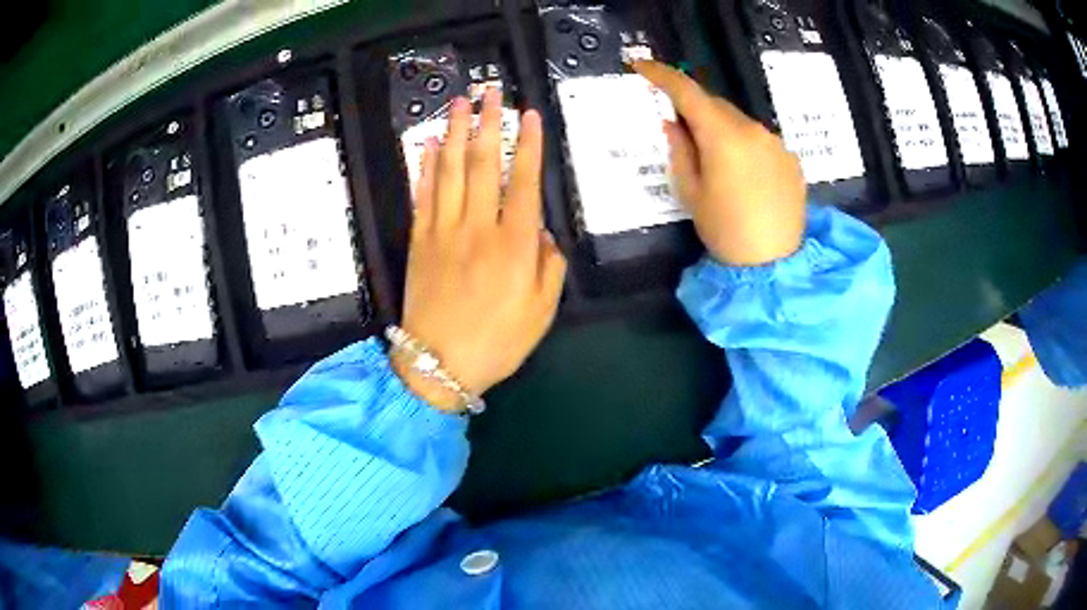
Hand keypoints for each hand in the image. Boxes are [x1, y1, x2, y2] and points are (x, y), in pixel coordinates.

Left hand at [394, 90, 566, 411]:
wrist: (438, 364)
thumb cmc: (498, 342)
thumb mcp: (541, 312)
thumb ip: (550, 267)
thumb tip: (544, 234)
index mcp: (515, 244)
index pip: (523, 180)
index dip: (528, 145)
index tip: (529, 115)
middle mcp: (478, 227)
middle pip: (482, 163)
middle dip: (488, 123)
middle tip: (490, 92)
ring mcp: (443, 231)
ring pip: (448, 170)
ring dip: (453, 133)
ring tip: (458, 104)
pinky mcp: (419, 242)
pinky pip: (422, 195)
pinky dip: (424, 168)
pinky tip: (426, 146)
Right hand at [634, 60, 806, 266]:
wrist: (773, 264)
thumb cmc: (724, 230)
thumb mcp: (690, 192)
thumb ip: (680, 149)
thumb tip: (673, 122)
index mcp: (723, 136)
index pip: (687, 92)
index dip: (662, 75)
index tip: (642, 65)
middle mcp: (753, 129)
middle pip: (716, 105)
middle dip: (695, 109)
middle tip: (680, 130)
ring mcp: (776, 143)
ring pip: (739, 121)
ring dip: (721, 128)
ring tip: (716, 161)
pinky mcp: (791, 158)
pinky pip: (759, 139)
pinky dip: (744, 144)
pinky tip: (744, 174)